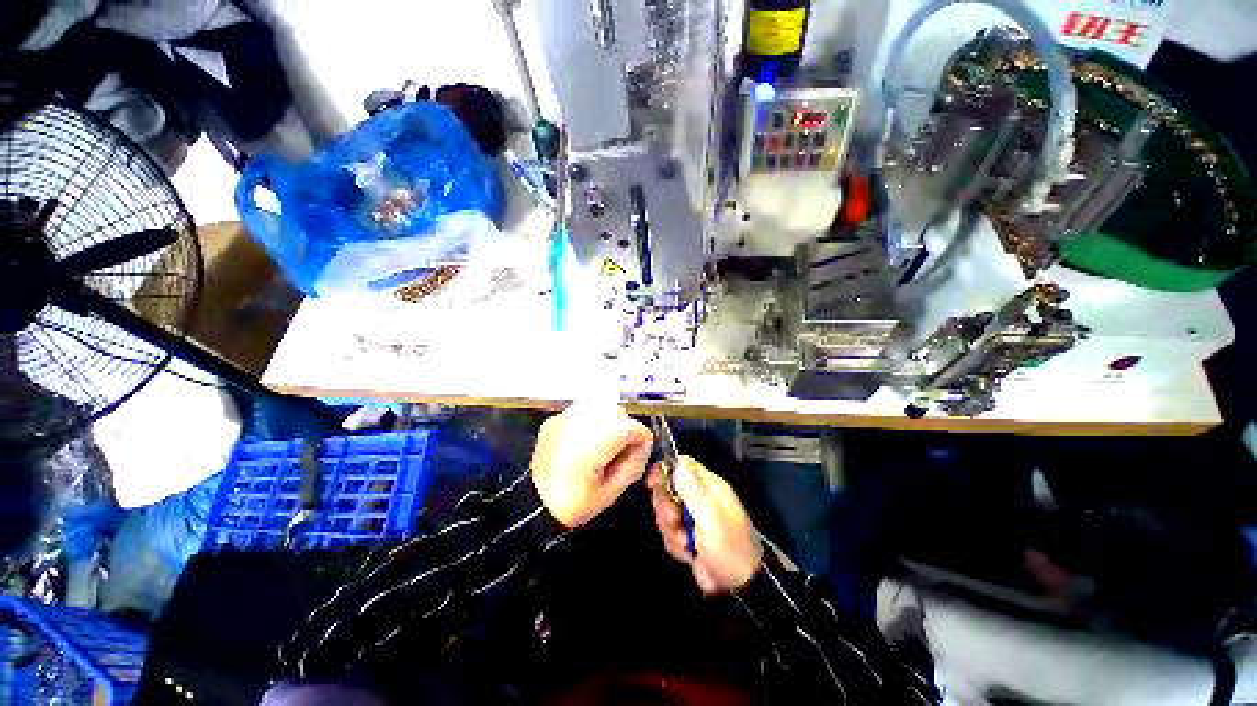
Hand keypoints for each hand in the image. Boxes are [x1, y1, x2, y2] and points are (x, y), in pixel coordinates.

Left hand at [529, 402, 653, 526]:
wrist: (531, 505)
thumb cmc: (573, 504)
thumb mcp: (610, 493)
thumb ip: (633, 465)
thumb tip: (644, 445)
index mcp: (592, 445)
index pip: (628, 427)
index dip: (641, 436)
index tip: (643, 447)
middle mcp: (578, 424)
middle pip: (615, 410)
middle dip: (626, 425)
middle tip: (624, 447)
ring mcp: (563, 419)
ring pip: (599, 405)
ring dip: (609, 419)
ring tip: (606, 440)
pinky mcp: (554, 420)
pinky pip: (582, 410)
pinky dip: (592, 419)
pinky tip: (587, 439)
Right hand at [648, 457, 762, 593]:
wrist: (740, 586)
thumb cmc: (728, 545)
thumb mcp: (710, 516)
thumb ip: (692, 489)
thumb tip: (678, 462)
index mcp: (708, 486)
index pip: (682, 464)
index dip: (664, 469)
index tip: (652, 483)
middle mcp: (699, 497)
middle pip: (668, 488)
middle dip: (666, 507)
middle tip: (675, 520)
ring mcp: (692, 517)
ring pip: (666, 512)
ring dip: (670, 529)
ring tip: (685, 542)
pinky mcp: (687, 536)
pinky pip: (669, 532)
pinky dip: (674, 543)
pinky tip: (687, 553)